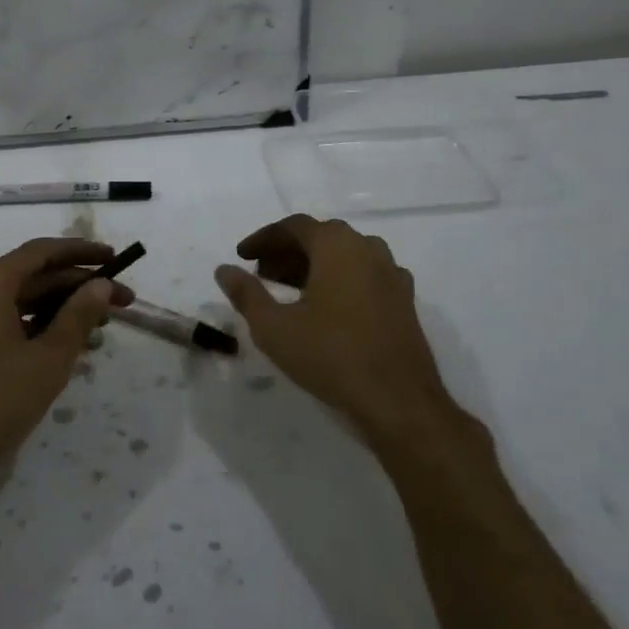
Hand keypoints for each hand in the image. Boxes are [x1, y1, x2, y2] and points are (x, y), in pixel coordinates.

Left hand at [0, 239, 134, 495]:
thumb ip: (78, 316)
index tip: (116, 259)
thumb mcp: (47, 359)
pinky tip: (67, 349)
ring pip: (22, 302)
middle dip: (79, 287)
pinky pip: (8, 323)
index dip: (82, 252)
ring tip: (102, 329)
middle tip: (122, 302)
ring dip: (62, 311)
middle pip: (33, 276)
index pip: (42, 252)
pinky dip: (39, 329)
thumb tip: (101, 285)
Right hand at [215, 215, 468, 454]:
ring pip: (345, 256)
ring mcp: (392, 275)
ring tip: (290, 290)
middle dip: (287, 252)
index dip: (264, 239)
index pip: (294, 226)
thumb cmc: (330, 356)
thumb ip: (246, 294)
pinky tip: (327, 308)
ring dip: (314, 265)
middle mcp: (368, 249)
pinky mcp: (404, 301)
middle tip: (262, 274)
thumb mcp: (274, 327)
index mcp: (337, 246)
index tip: (242, 256)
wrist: (398, 401)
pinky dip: (340, 280)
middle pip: (321, 237)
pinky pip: (365, 276)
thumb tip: (224, 270)